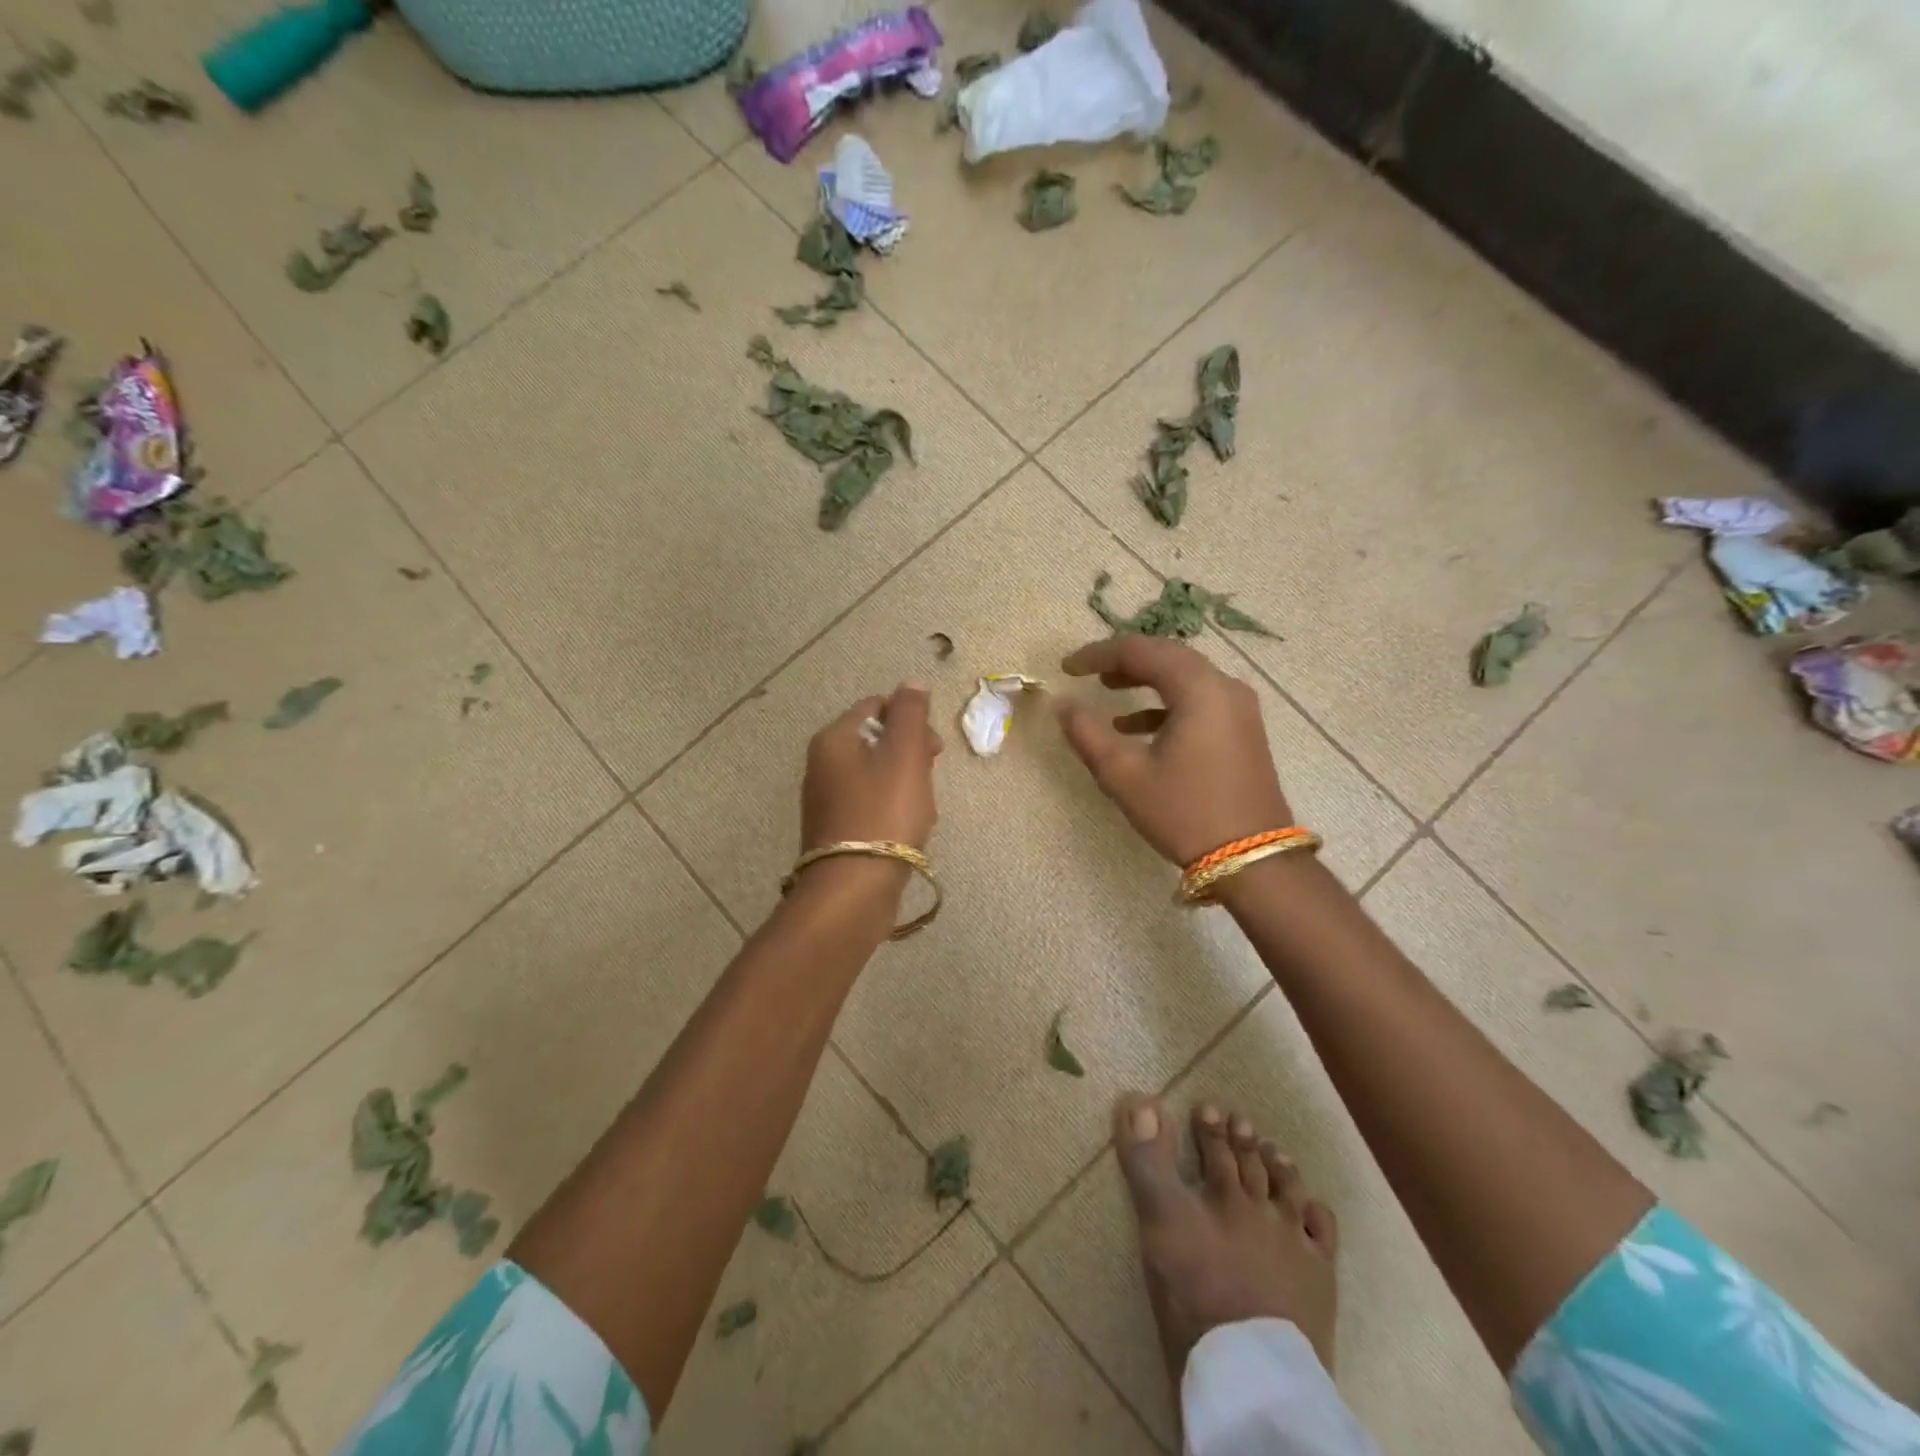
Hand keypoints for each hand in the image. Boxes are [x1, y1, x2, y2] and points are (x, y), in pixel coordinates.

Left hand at [801, 683, 941, 853]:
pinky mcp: (836, 831)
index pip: (876, 706)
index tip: (933, 748)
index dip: (910, 720)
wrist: (853, 889)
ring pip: (876, 776)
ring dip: (905, 785)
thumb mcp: (905, 755)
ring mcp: (826, 800)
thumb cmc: (883, 813)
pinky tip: (907, 831)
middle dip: (910, 755)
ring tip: (922, 810)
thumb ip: (910, 714)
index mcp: (834, 739)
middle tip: (929, 779)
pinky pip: (870, 805)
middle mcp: (822, 764)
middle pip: (876, 741)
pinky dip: (892, 810)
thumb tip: (911, 683)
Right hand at [1056, 637, 1292, 865]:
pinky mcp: (1242, 729)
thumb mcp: (1125, 775)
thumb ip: (1088, 733)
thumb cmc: (1185, 813)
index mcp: (1198, 689)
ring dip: (1144, 679)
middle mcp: (1224, 687)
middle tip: (1087, 671)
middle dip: (1123, 661)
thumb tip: (1063, 704)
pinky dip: (1165, 703)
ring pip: (1184, 676)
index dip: (1099, 654)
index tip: (1067, 668)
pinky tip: (1136, 727)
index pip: (1141, 651)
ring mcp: (1239, 708)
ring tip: (1108, 690)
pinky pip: (1198, 699)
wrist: (1253, 859)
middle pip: (1166, 656)